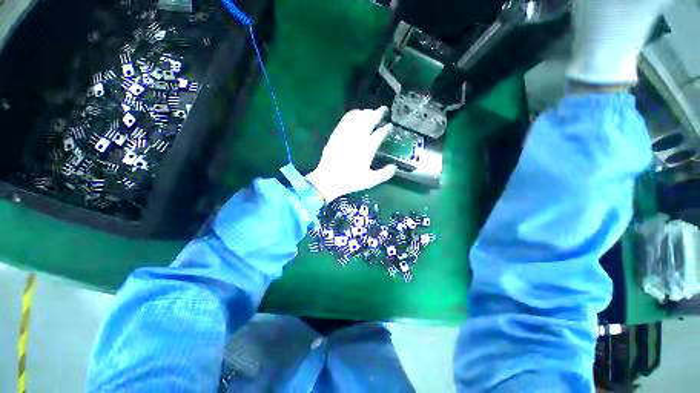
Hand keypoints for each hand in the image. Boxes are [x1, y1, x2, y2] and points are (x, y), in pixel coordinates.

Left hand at [306, 107, 396, 202]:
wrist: (328, 180)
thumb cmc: (350, 181)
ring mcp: (346, 134)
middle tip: (384, 109)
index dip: (386, 129)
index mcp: (367, 149)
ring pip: (358, 118)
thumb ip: (384, 174)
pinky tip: (356, 113)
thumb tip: (394, 167)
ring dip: (367, 112)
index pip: (380, 134)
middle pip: (369, 120)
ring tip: (372, 111)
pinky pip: (346, 119)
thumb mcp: (370, 181)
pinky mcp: (337, 134)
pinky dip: (353, 114)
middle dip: (378, 113)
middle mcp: (358, 138)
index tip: (390, 127)